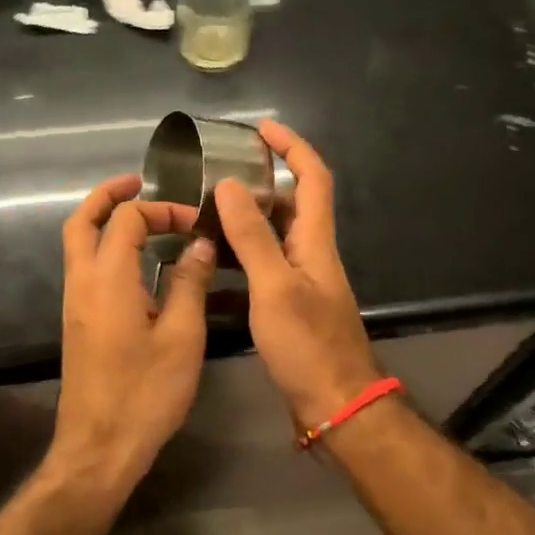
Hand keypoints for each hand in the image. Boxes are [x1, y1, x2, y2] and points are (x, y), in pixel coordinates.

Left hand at [49, 174, 216, 495]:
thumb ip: (189, 283)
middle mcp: (81, 283)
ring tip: (145, 219)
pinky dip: (106, 248)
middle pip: (81, 220)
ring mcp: (74, 303)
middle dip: (109, 196)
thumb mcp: (181, 336)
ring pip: (78, 244)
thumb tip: (200, 244)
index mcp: (107, 279)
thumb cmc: (146, 393)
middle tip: (141, 184)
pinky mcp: (77, 322)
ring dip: (105, 222)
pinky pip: (85, 267)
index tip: (195, 224)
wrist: (99, 447)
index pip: (126, 219)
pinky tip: (140, 263)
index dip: (161, 210)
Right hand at [213, 121, 381, 430]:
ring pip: (269, 239)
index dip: (292, 146)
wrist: (334, 405)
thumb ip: (253, 237)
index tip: (261, 128)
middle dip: (258, 182)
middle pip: (289, 204)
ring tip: (200, 216)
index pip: (313, 177)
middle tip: (216, 175)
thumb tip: (232, 186)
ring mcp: (299, 282)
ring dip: (240, 224)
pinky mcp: (286, 308)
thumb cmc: (308, 345)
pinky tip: (204, 271)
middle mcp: (310, 254)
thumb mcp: (275, 287)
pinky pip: (257, 273)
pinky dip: (233, 265)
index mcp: (315, 241)